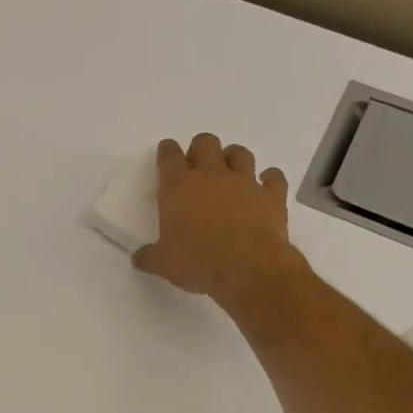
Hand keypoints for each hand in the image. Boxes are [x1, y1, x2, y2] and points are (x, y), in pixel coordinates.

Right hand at [132, 134, 303, 311]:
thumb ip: (149, 256)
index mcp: (178, 188)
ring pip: (239, 153)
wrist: (248, 269)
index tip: (167, 152)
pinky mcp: (271, 196)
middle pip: (205, 144)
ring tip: (229, 171)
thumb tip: (138, 258)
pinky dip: (269, 178)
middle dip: (200, 149)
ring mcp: (244, 183)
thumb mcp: (163, 264)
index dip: (167, 151)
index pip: (169, 157)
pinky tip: (265, 186)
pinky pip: (273, 177)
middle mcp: (211, 177)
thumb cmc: (198, 262)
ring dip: (233, 158)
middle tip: (197, 165)